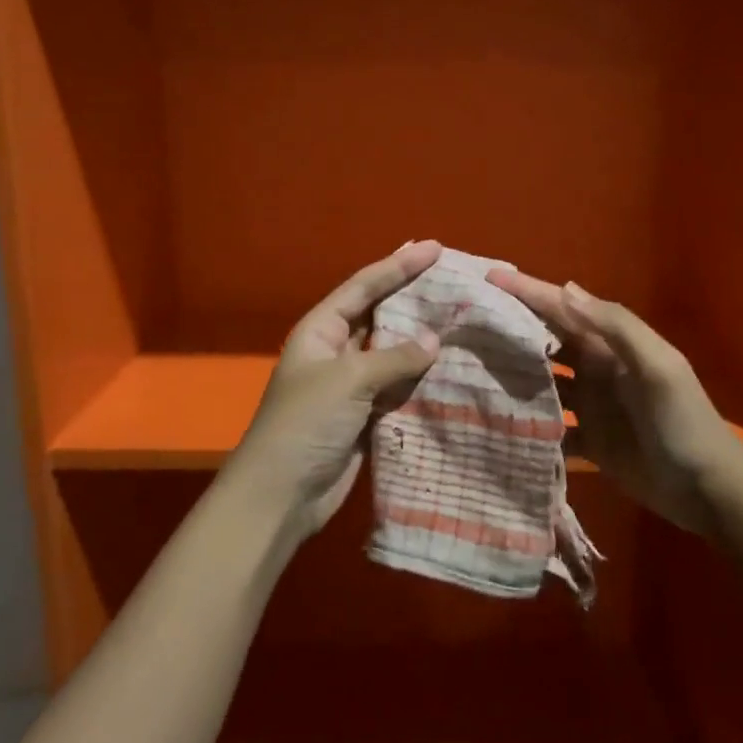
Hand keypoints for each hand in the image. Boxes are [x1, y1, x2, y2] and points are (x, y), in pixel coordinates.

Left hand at [226, 241, 442, 539]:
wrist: (281, 495)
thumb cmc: (305, 423)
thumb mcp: (348, 380)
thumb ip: (394, 356)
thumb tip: (435, 339)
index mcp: (321, 330)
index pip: (364, 287)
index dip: (398, 265)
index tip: (434, 248)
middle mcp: (336, 350)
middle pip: (380, 314)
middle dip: (412, 296)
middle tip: (453, 279)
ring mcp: (351, 385)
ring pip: (393, 351)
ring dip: (422, 338)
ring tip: (462, 317)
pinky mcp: (365, 415)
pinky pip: (399, 386)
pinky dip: (422, 376)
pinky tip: (452, 366)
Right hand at [485, 270, 742, 535]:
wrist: (708, 490)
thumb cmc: (683, 422)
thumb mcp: (657, 367)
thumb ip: (615, 327)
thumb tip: (564, 288)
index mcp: (613, 345)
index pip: (564, 309)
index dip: (529, 291)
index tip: (490, 278)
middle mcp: (598, 368)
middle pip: (548, 340)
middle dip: (513, 326)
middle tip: (468, 319)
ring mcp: (592, 406)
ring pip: (544, 381)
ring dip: (513, 372)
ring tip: (469, 366)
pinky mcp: (589, 441)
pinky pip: (549, 426)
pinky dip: (526, 422)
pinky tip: (494, 421)